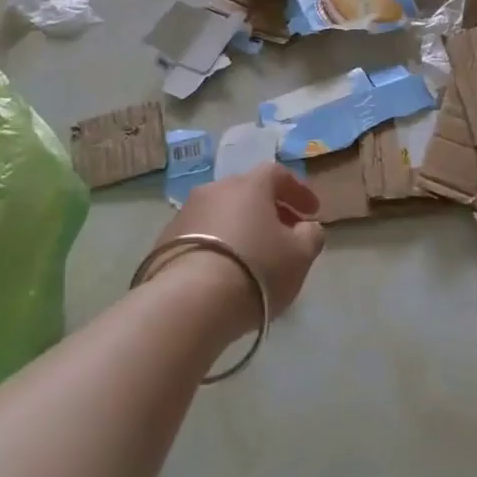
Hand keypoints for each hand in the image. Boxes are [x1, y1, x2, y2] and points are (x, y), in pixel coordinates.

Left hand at [153, 164, 325, 327]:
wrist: (189, 302)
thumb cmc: (256, 270)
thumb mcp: (300, 256)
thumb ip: (311, 235)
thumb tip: (306, 227)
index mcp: (250, 185)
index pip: (278, 174)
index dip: (298, 191)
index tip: (312, 212)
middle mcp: (215, 189)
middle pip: (247, 193)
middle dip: (269, 210)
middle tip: (283, 235)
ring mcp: (185, 213)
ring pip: (222, 213)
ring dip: (240, 228)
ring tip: (253, 257)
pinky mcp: (164, 241)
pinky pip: (201, 235)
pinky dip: (217, 245)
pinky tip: (224, 271)